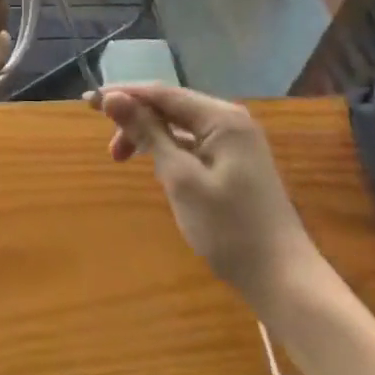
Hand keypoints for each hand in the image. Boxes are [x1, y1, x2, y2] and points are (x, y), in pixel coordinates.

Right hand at [91, 85, 315, 304]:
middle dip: (135, 118)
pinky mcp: (237, 164)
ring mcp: (237, 142)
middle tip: (108, 147)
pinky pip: (194, 143)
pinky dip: (169, 150)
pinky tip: (156, 167)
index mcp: (221, 117)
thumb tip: (114, 97)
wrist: (285, 282)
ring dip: (150, 136)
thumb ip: (148, 133)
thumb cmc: (230, 229)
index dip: (123, 94)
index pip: (162, 92)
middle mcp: (230, 120)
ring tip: (123, 159)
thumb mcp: (181, 179)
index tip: (88, 102)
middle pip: (171, 106)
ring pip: (181, 125)